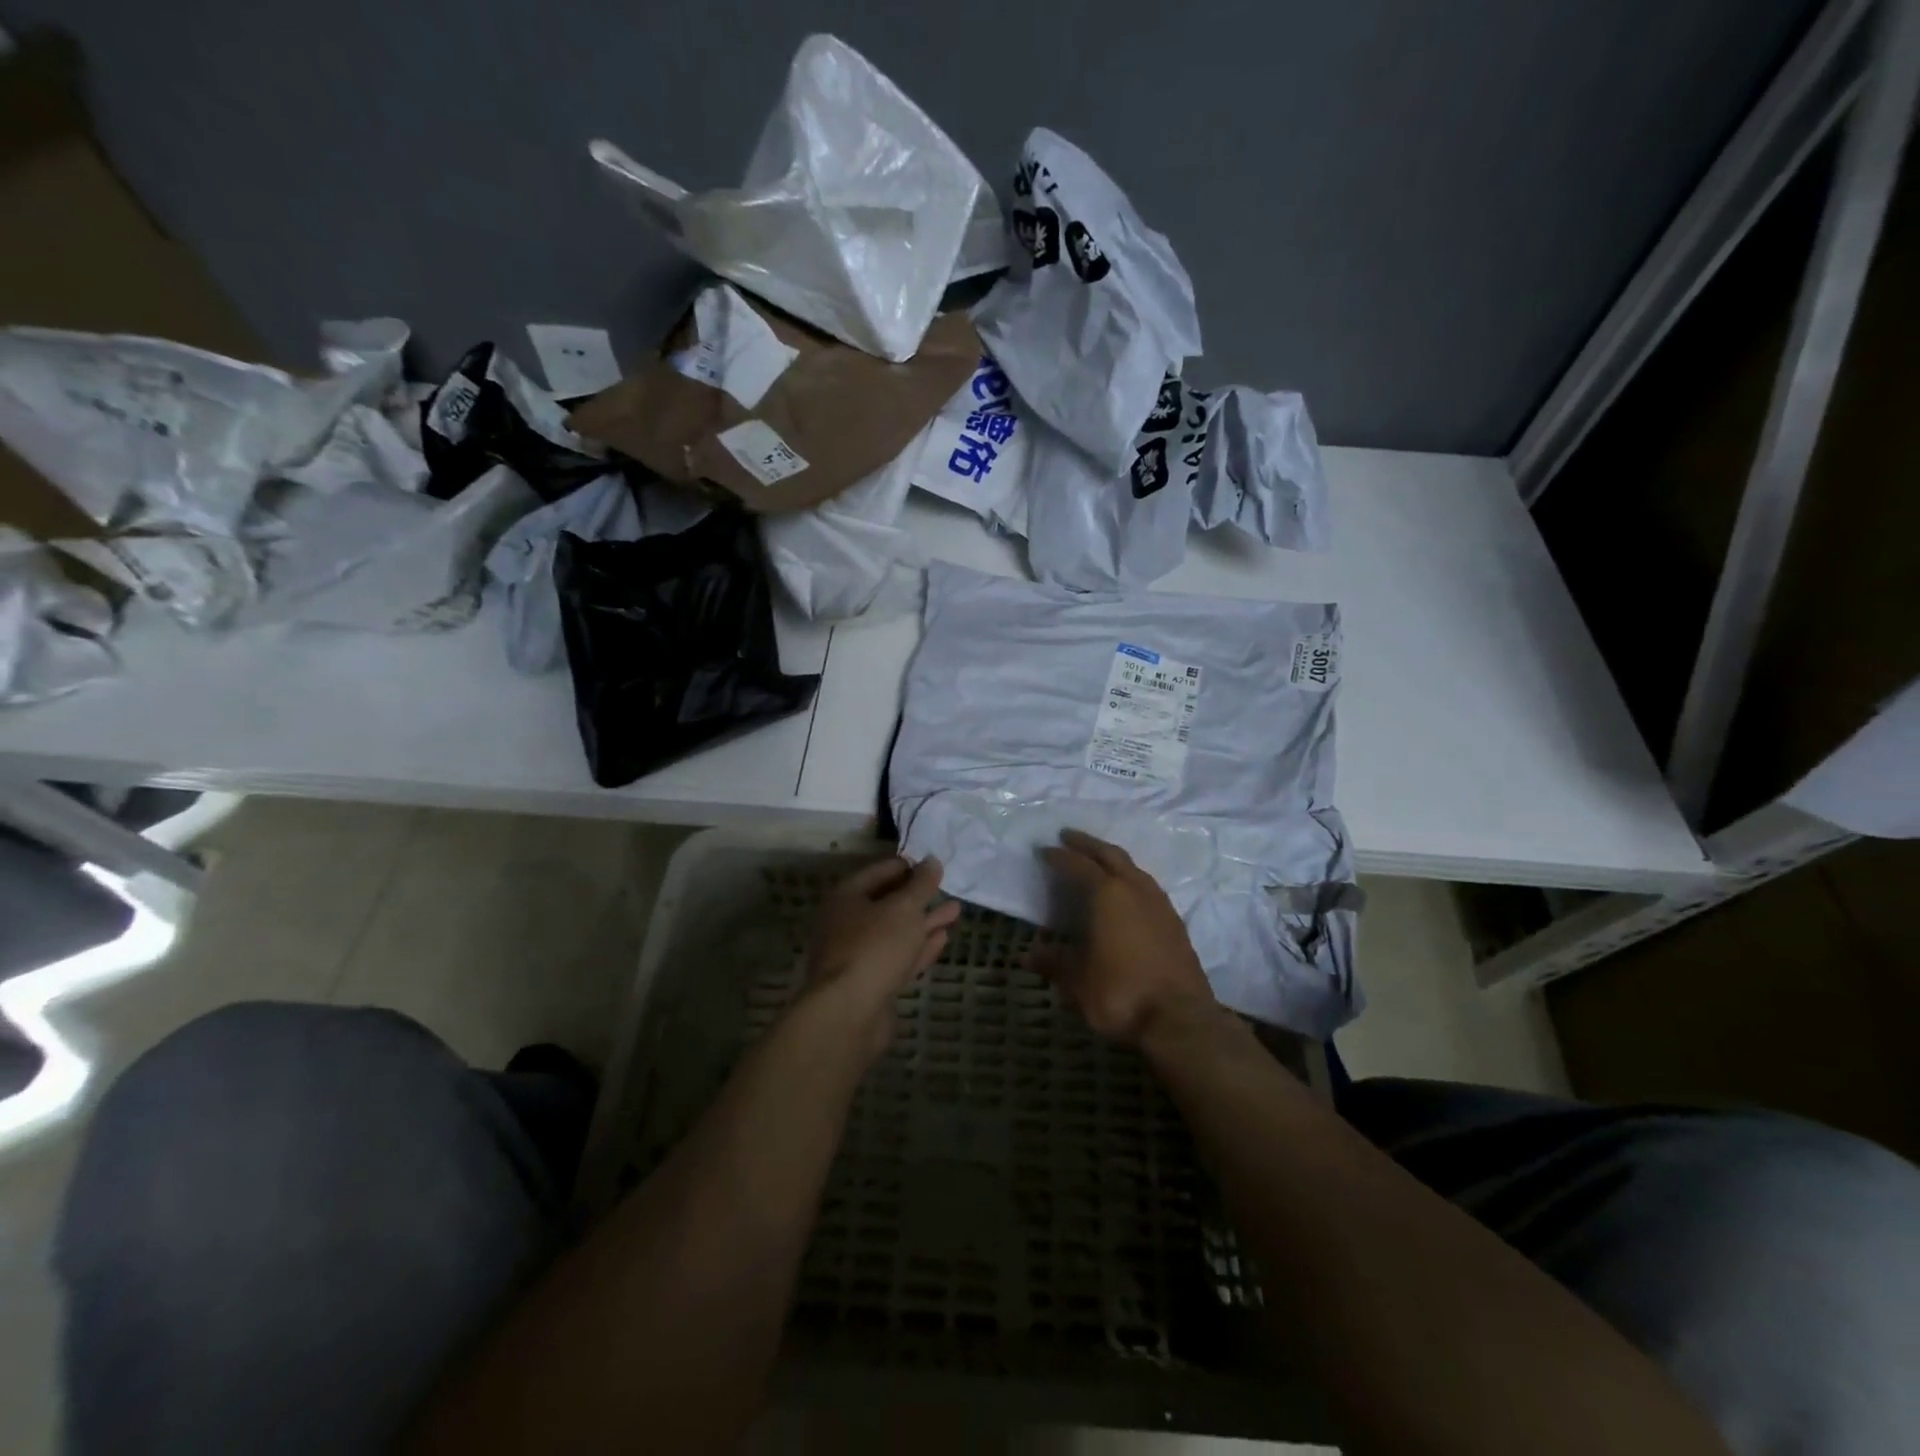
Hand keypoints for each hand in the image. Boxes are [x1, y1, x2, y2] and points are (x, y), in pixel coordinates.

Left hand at [805, 855, 960, 1053]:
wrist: (848, 1013)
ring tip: (955, 911)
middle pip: (888, 902)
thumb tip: (932, 861)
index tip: (935, 866)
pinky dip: (919, 946)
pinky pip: (898, 956)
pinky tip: (942, 938)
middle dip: (920, 896)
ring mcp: (858, 954)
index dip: (909, 866)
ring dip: (925, 921)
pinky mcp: (871, 982)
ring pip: (896, 931)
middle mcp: (848, 922)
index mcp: (847, 896)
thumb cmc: (874, 947)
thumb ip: (921, 884)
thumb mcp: (904, 908)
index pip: (882, 871)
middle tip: (949, 888)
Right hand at [1034, 830, 1217, 1045]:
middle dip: (1088, 843)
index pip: (1079, 865)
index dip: (1060, 856)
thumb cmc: (1120, 993)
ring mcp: (1160, 904)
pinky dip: (1131, 879)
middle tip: (1069, 836)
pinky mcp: (1175, 922)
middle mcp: (1135, 889)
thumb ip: (1054, 963)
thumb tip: (1028, 955)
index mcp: (1108, 894)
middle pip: (1110, 854)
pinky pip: (1148, 886)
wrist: (1180, 1020)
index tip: (1045, 850)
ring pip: (1134, 868)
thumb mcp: (1077, 981)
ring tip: (1098, 860)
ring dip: (1113, 859)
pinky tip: (1126, 893)